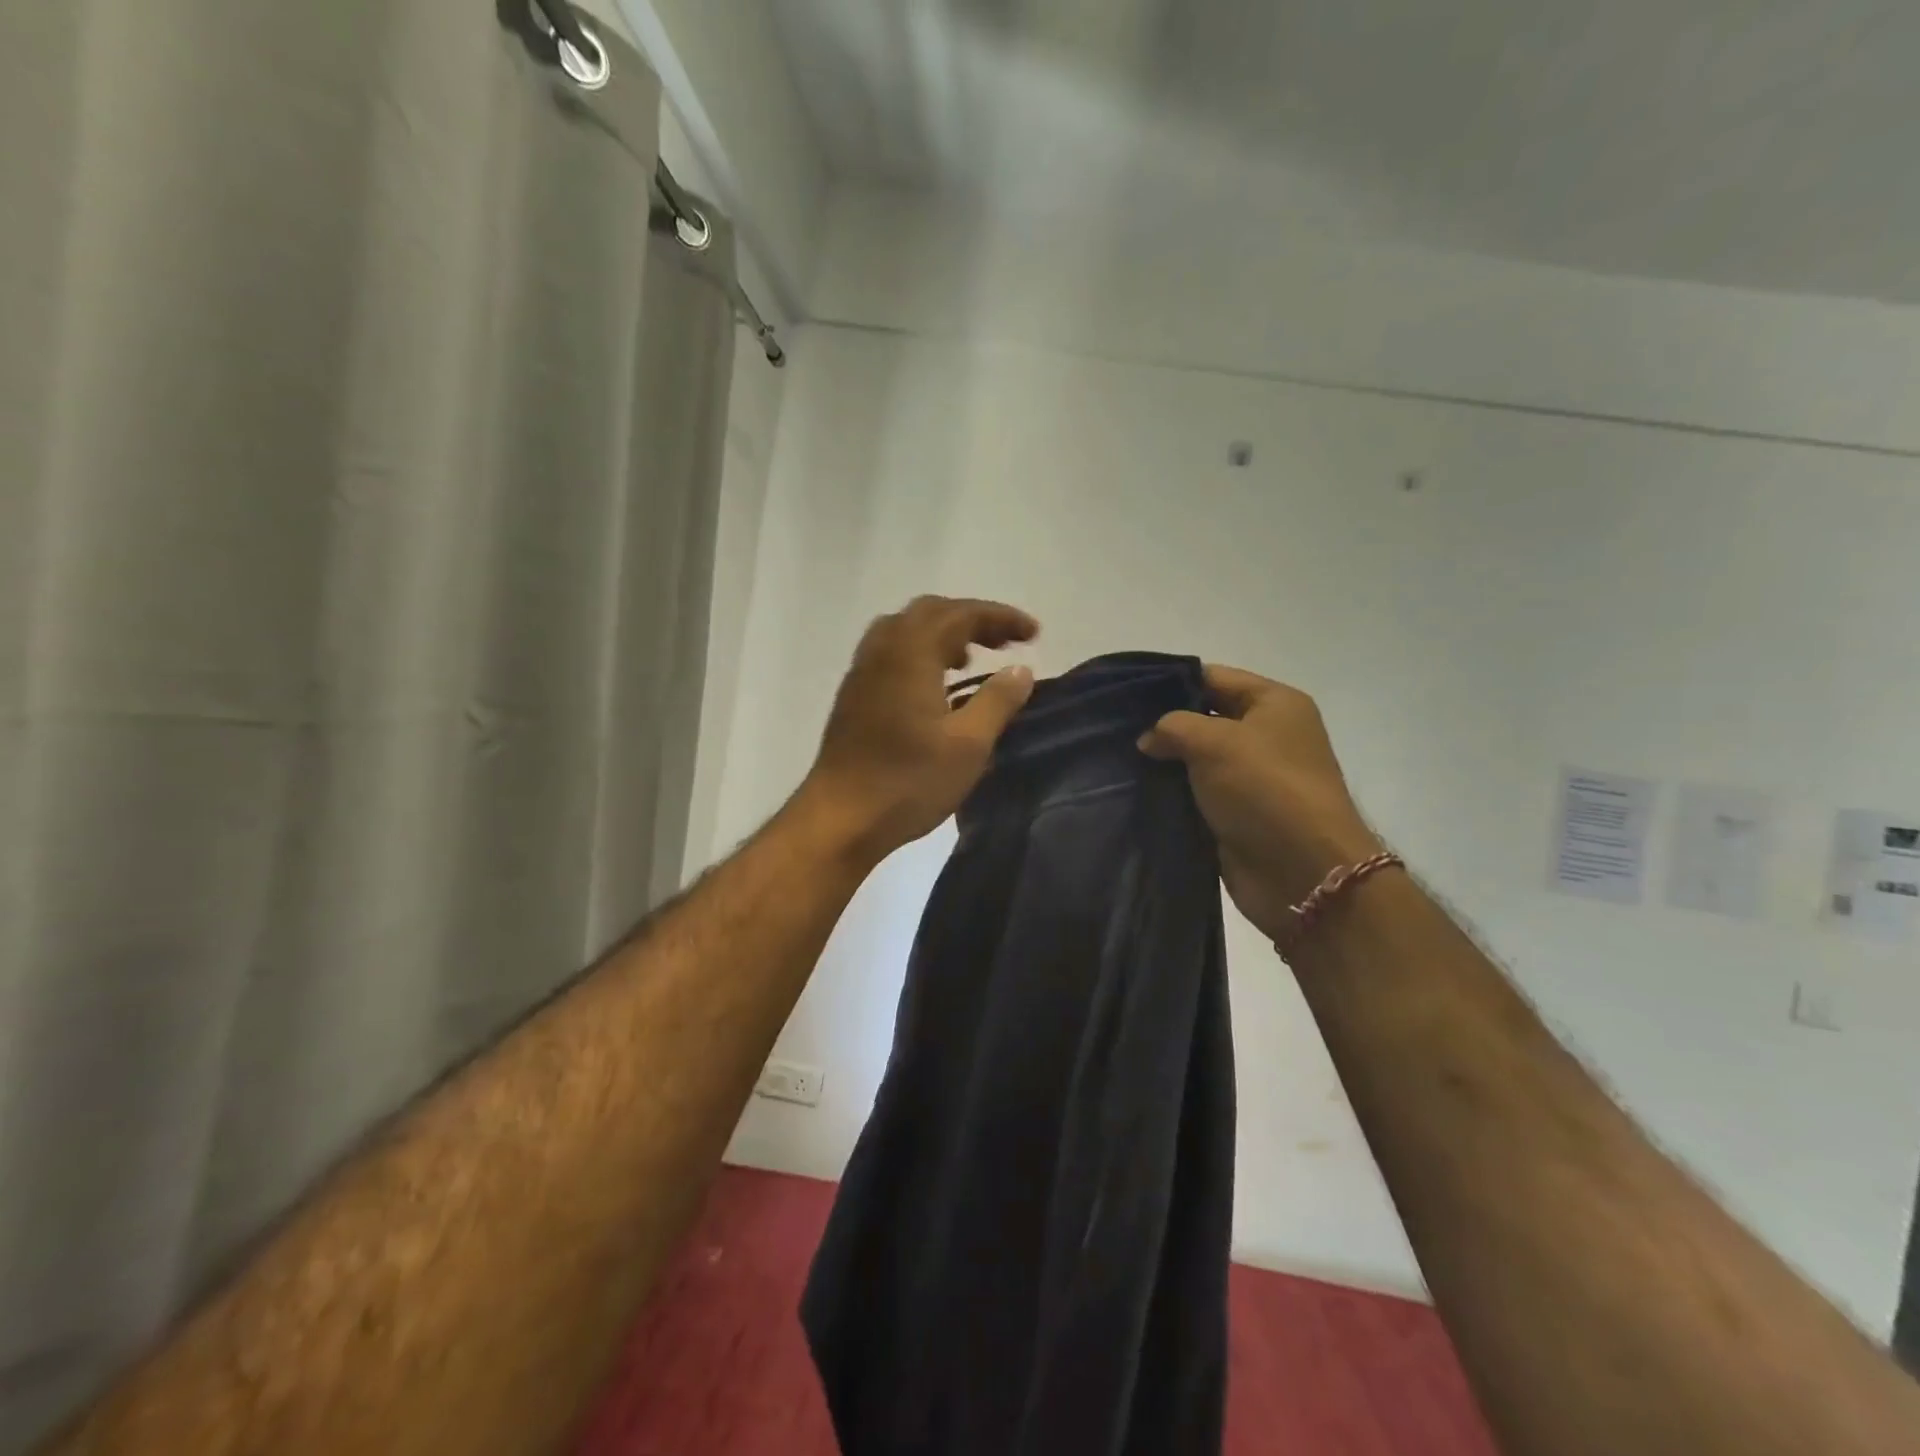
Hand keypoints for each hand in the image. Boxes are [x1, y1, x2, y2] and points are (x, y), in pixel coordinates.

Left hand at [802, 596, 1038, 861]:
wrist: (840, 818)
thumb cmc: (909, 781)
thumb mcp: (968, 744)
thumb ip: (998, 700)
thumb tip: (1020, 669)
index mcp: (911, 653)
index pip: (961, 614)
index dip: (1001, 617)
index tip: (1034, 634)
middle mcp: (882, 651)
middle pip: (930, 613)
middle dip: (971, 619)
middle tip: (1004, 642)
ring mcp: (862, 673)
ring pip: (905, 631)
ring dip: (942, 634)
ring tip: (971, 660)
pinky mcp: (853, 696)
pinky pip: (890, 654)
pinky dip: (920, 654)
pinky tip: (935, 687)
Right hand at [1139, 666, 1381, 942]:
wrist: (1302, 872)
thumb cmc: (1265, 789)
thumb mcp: (1215, 742)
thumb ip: (1173, 727)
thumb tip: (1149, 738)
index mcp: (1274, 704)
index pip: (1214, 677)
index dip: (1172, 681)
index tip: (1127, 692)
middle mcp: (1266, 735)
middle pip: (1204, 717)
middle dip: (1164, 723)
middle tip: (1116, 727)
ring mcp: (1252, 777)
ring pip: (1197, 758)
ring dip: (1165, 761)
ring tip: (1119, 758)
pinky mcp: (1237, 813)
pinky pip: (1197, 793)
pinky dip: (1172, 792)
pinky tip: (1137, 789)